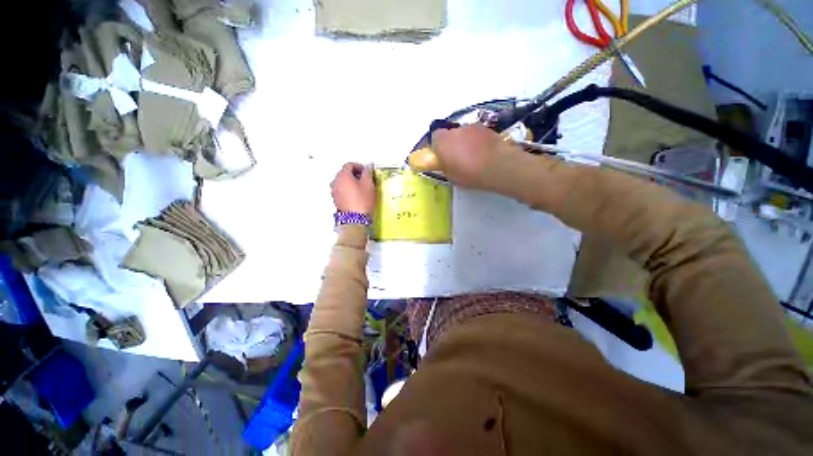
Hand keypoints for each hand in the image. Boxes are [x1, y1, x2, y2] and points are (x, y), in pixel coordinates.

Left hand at [331, 162, 374, 215]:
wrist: (356, 220)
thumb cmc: (363, 201)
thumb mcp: (369, 185)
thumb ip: (368, 173)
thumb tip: (367, 168)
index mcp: (343, 176)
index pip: (349, 165)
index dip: (359, 166)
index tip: (366, 172)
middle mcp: (336, 182)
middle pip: (344, 172)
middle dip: (354, 173)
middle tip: (364, 179)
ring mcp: (334, 191)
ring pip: (342, 181)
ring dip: (350, 182)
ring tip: (360, 188)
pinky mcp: (336, 200)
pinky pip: (341, 190)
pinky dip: (347, 189)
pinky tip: (356, 195)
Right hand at [431, 124, 519, 189]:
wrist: (497, 166)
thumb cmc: (469, 174)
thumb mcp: (450, 176)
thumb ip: (443, 165)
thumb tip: (442, 162)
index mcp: (442, 142)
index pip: (434, 138)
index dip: (437, 147)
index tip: (441, 157)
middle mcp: (455, 130)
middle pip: (449, 134)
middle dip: (451, 143)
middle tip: (456, 157)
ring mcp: (472, 127)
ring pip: (463, 133)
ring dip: (464, 141)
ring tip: (472, 156)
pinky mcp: (486, 128)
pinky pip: (476, 134)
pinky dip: (477, 141)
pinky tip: (483, 152)